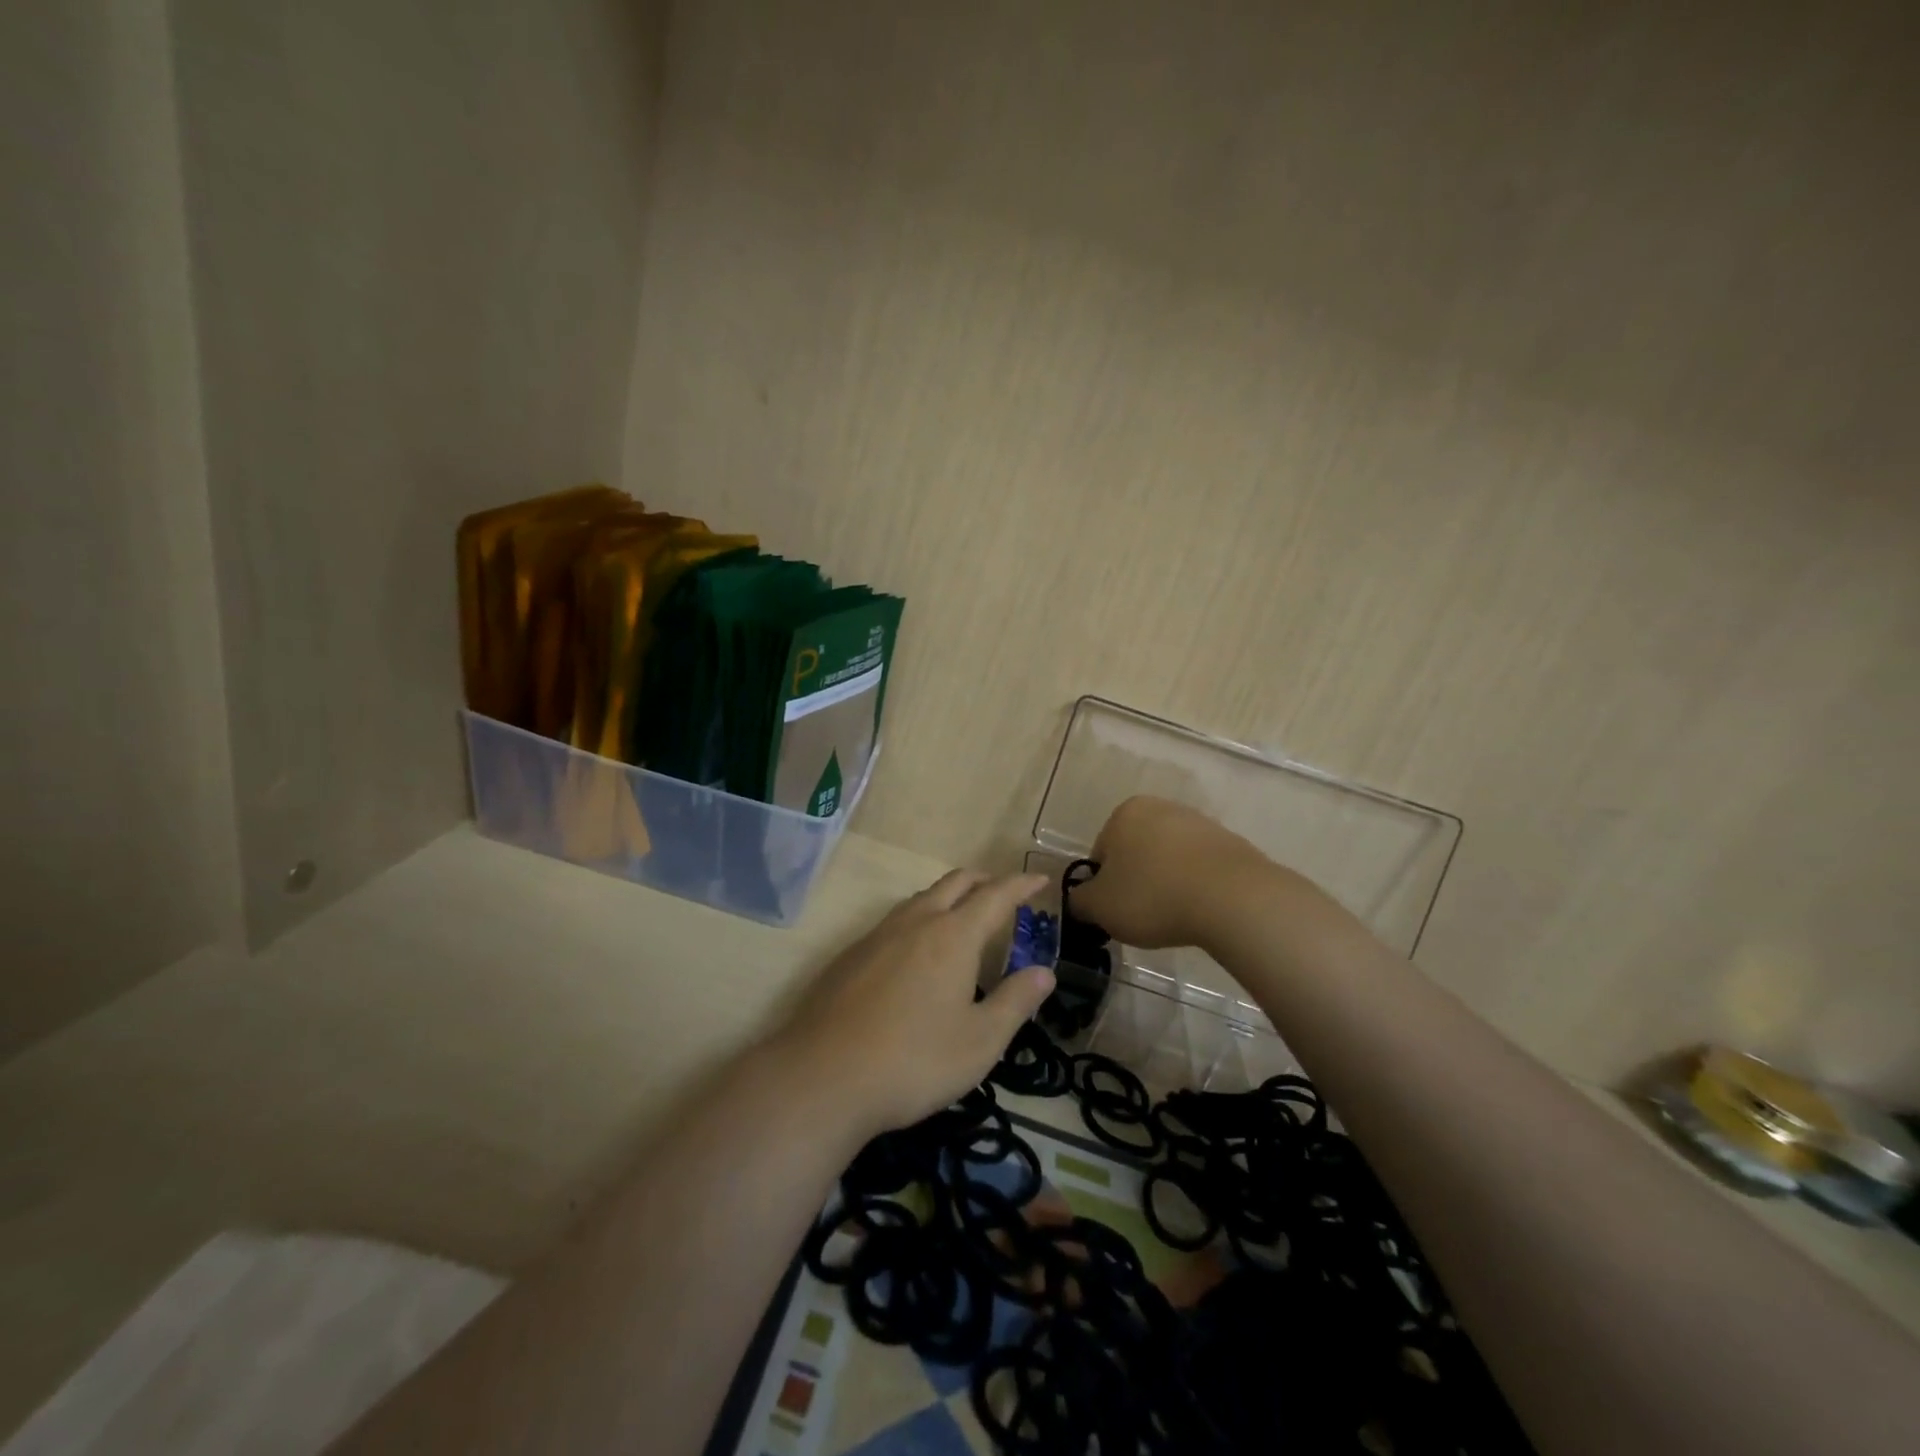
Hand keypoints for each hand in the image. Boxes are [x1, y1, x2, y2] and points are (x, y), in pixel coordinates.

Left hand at [774, 870, 1054, 1139]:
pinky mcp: (851, 955)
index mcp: (953, 935)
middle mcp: (916, 922)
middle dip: (984, 881)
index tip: (1040, 879)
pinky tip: (915, 953)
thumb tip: (1044, 971)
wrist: (823, 1076)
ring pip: (921, 898)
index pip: (996, 896)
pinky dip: (920, 920)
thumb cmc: (914, 1060)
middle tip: (1004, 894)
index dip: (1021, 885)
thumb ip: (1015, 1001)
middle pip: (956, 883)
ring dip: (949, 897)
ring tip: (963, 918)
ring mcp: (878, 935)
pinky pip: (895, 921)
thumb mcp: (980, 1041)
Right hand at [1068, 796, 1270, 949]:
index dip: (1104, 887)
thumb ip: (1079, 901)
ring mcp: (1200, 823)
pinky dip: (1196, 888)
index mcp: (1124, 813)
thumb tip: (1079, 900)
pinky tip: (1201, 911)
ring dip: (1166, 884)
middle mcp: (1161, 807)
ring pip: (1169, 860)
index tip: (1116, 912)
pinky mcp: (1231, 843)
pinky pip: (1201, 869)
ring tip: (1174, 917)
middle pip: (1136, 852)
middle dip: (1136, 882)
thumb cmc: (1153, 896)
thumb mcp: (1100, 907)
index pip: (1101, 854)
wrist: (1233, 899)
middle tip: (1142, 916)